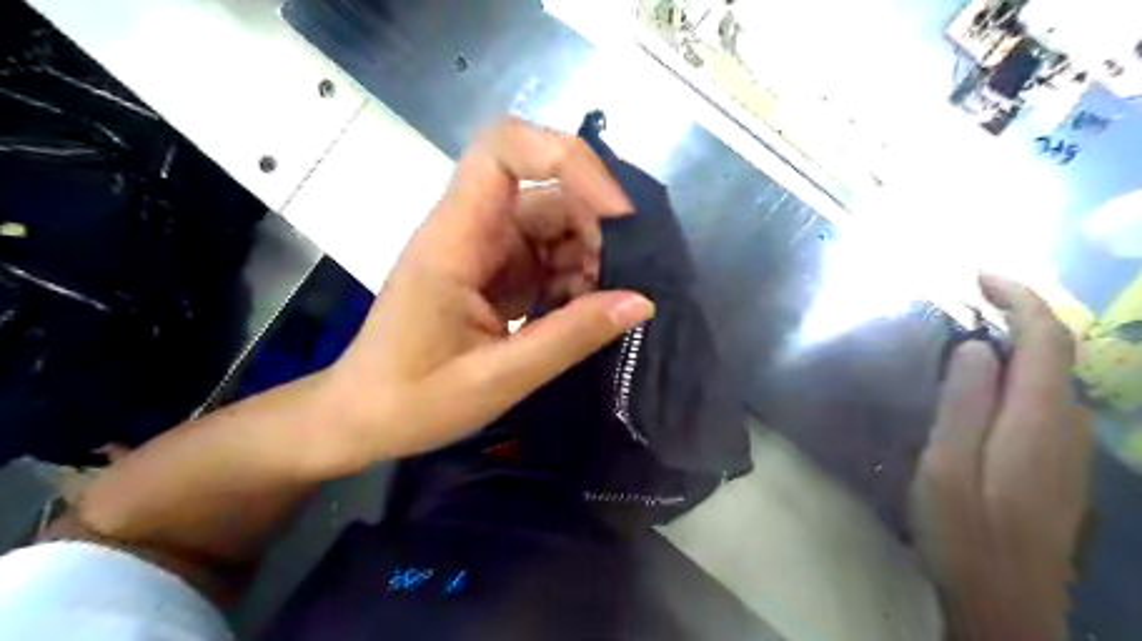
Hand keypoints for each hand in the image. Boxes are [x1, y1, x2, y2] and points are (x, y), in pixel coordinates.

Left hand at [320, 119, 654, 472]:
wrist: (361, 418)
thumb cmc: (411, 401)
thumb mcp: (496, 378)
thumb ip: (569, 338)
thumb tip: (641, 302)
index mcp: (455, 240)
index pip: (504, 150)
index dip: (566, 159)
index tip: (615, 214)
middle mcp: (471, 232)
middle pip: (546, 194)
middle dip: (594, 230)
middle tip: (620, 285)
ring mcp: (484, 252)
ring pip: (553, 227)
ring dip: (588, 260)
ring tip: (600, 310)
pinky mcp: (495, 275)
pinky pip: (547, 259)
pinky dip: (573, 281)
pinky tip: (579, 316)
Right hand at [917, 275, 1090, 640]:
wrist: (1006, 604)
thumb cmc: (965, 534)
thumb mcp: (946, 466)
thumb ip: (965, 404)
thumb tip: (979, 348)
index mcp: (1036, 422)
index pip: (1047, 339)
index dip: (1020, 297)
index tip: (979, 276)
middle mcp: (1065, 427)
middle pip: (1056, 352)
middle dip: (1019, 313)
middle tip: (967, 299)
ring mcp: (1067, 449)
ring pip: (1051, 376)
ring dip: (1018, 341)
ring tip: (970, 329)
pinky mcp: (1056, 465)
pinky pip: (1043, 400)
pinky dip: (1018, 372)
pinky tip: (983, 381)